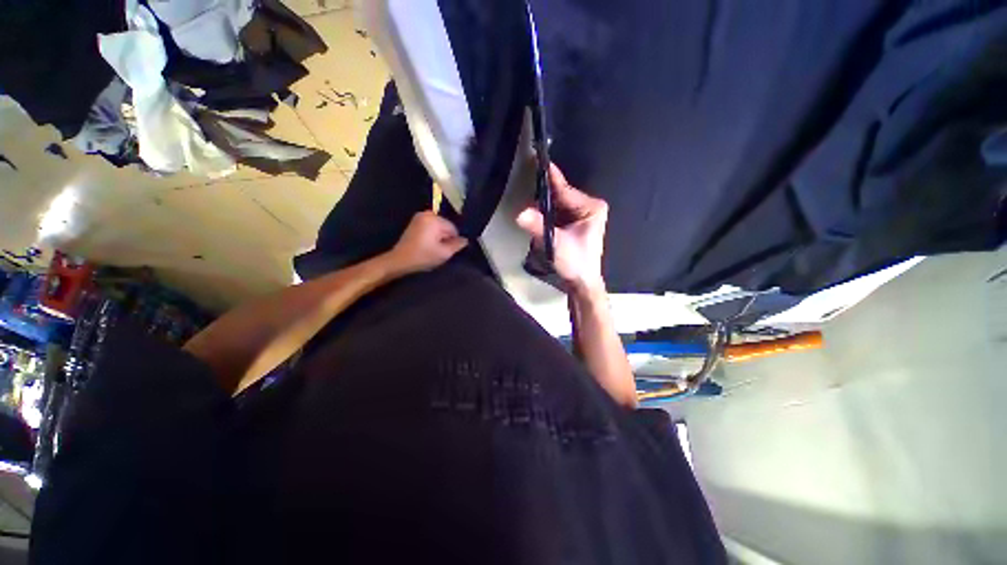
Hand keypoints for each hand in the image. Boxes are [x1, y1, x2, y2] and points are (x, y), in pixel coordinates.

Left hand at [385, 211, 468, 275]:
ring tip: (433, 248)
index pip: (453, 228)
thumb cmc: (423, 256)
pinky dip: (432, 235)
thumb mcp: (444, 253)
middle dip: (445, 237)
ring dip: (438, 237)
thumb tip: (465, 240)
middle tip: (439, 250)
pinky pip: (430, 227)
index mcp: (434, 219)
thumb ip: (457, 245)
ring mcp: (419, 217)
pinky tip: (427, 245)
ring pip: (438, 227)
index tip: (447, 250)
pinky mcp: (414, 222)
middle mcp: (427, 214)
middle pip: (446, 226)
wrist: (399, 260)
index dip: (453, 241)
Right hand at [516, 164, 607, 294]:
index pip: (565, 190)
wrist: (581, 282)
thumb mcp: (557, 243)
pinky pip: (555, 213)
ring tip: (525, 196)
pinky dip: (544, 213)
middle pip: (560, 195)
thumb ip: (538, 227)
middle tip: (524, 182)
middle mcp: (586, 207)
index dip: (550, 178)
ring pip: (556, 204)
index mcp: (590, 208)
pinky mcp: (571, 224)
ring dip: (542, 204)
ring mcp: (579, 215)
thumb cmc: (576, 263)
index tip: (538, 160)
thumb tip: (520, 213)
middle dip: (543, 193)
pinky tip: (533, 212)